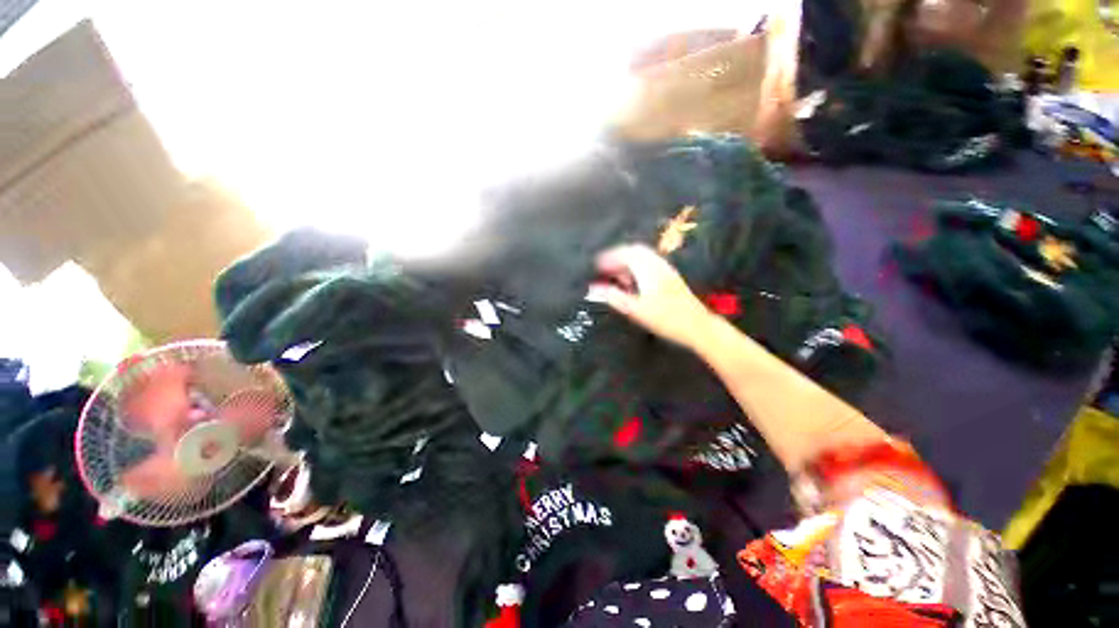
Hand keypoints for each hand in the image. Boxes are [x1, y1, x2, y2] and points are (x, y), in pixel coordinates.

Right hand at [591, 244, 715, 348]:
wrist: (697, 326)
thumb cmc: (665, 318)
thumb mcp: (635, 310)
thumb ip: (614, 297)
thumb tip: (594, 288)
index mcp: (648, 269)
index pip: (625, 254)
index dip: (608, 257)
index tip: (596, 264)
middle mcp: (658, 264)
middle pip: (635, 251)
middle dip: (617, 256)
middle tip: (605, 267)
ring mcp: (666, 269)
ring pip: (643, 257)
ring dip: (627, 262)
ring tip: (616, 275)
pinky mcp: (671, 277)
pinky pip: (649, 264)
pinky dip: (637, 267)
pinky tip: (633, 281)